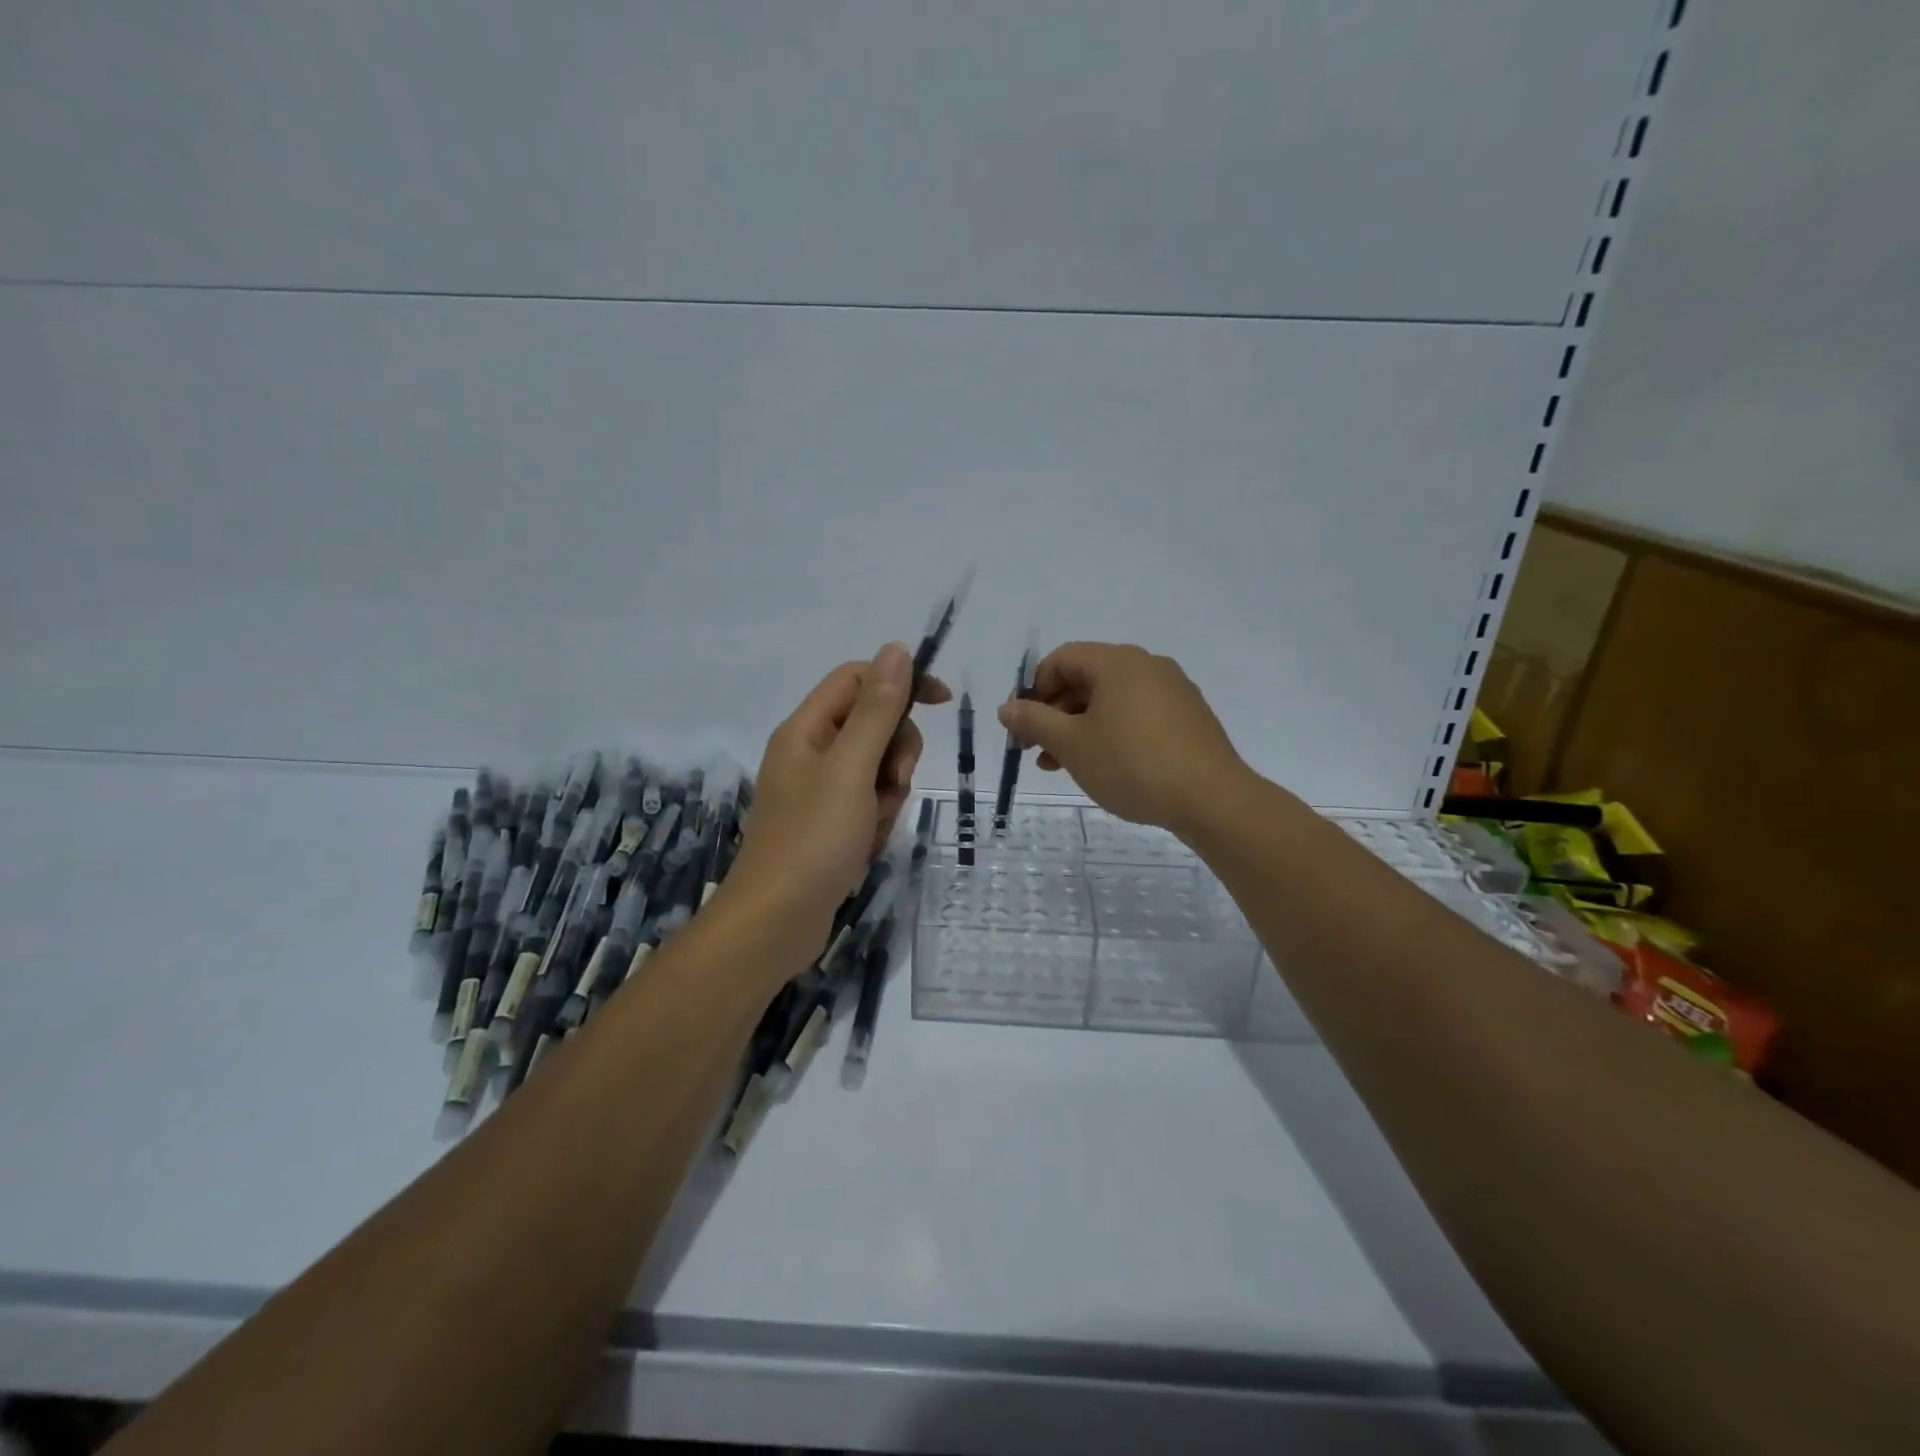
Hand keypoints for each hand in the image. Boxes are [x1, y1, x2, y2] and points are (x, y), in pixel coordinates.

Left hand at [725, 643, 949, 946]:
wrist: (776, 923)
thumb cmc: (813, 839)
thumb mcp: (852, 768)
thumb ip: (877, 710)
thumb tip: (896, 649)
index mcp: (806, 729)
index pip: (857, 680)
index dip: (900, 682)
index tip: (941, 702)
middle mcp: (810, 753)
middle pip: (872, 725)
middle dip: (895, 752)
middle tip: (894, 783)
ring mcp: (819, 791)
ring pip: (877, 768)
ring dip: (888, 793)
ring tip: (873, 825)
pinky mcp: (828, 824)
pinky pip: (869, 803)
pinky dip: (877, 820)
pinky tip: (867, 845)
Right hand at [997, 642, 1247, 836]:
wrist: (1211, 799)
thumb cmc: (1132, 764)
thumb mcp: (1072, 745)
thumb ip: (1035, 721)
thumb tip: (1007, 707)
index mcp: (1117, 661)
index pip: (1061, 659)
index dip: (1033, 690)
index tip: (1022, 727)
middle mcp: (1147, 666)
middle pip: (1085, 679)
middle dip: (1054, 714)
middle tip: (1035, 751)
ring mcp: (1172, 691)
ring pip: (1110, 701)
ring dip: (1078, 728)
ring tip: (1061, 766)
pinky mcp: (1188, 718)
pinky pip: (1136, 715)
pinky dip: (1110, 733)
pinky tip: (1103, 766)